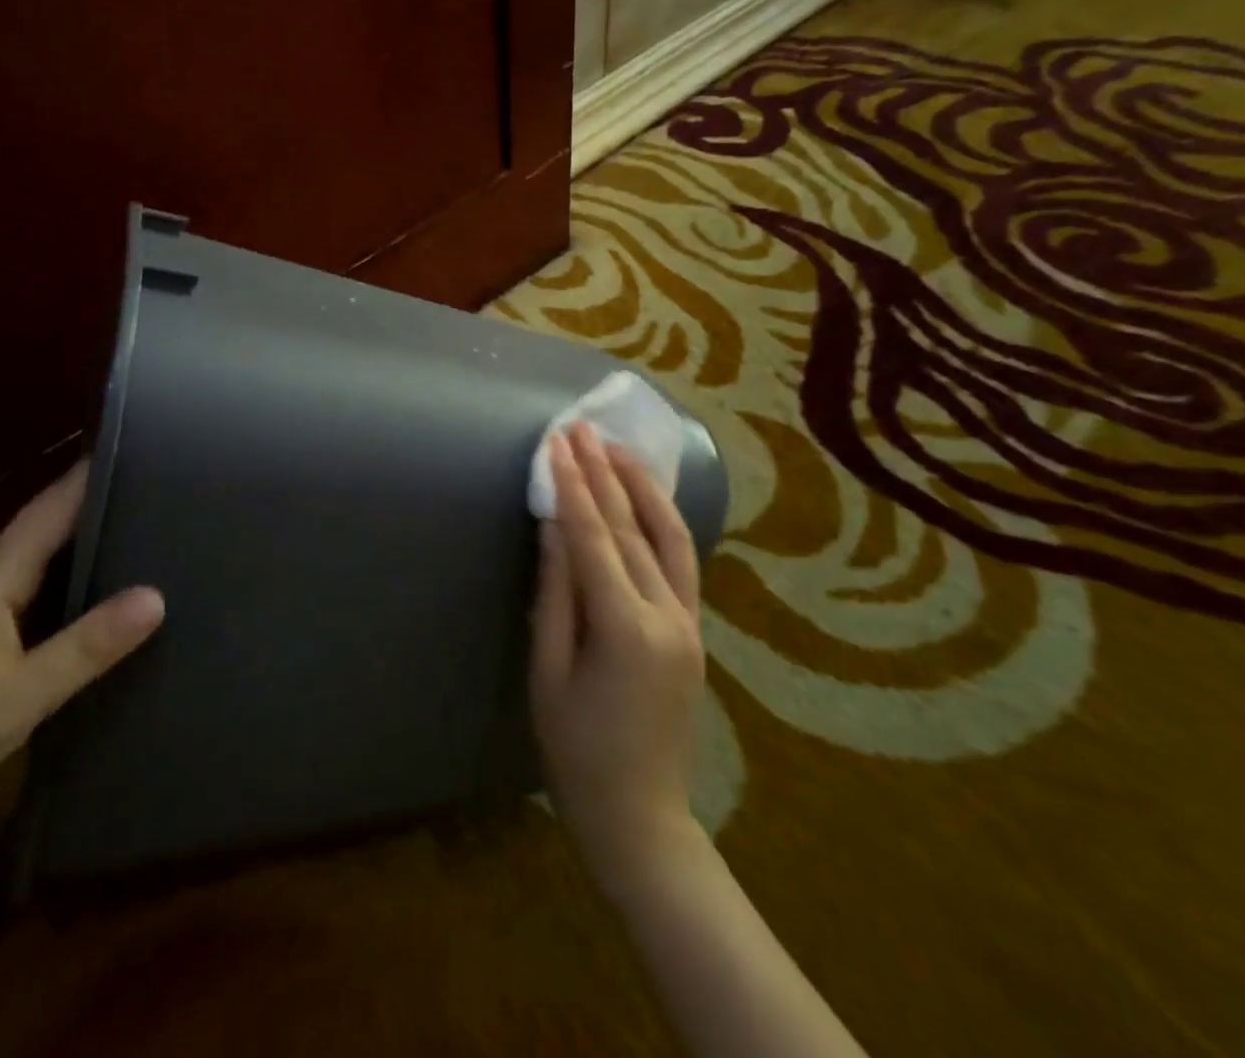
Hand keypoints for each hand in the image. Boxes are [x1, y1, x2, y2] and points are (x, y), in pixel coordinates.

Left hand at [0, 462, 164, 855]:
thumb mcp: (14, 699)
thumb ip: (85, 647)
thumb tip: (156, 596)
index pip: (52, 507)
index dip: (93, 474)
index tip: (143, 448)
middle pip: (48, 525)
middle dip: (100, 503)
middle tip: (163, 491)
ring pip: (39, 559)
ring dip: (84, 541)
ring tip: (145, 533)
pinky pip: (29, 591)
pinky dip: (67, 580)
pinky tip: (93, 595)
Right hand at [531, 422, 706, 892]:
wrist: (643, 817)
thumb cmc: (577, 752)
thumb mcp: (549, 673)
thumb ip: (555, 595)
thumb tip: (554, 528)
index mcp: (626, 629)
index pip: (595, 538)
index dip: (572, 487)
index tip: (557, 443)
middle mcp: (668, 616)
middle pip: (631, 528)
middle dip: (602, 473)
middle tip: (580, 428)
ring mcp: (689, 623)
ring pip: (669, 537)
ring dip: (641, 487)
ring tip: (616, 448)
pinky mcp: (695, 632)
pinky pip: (681, 563)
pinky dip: (663, 521)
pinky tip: (646, 498)